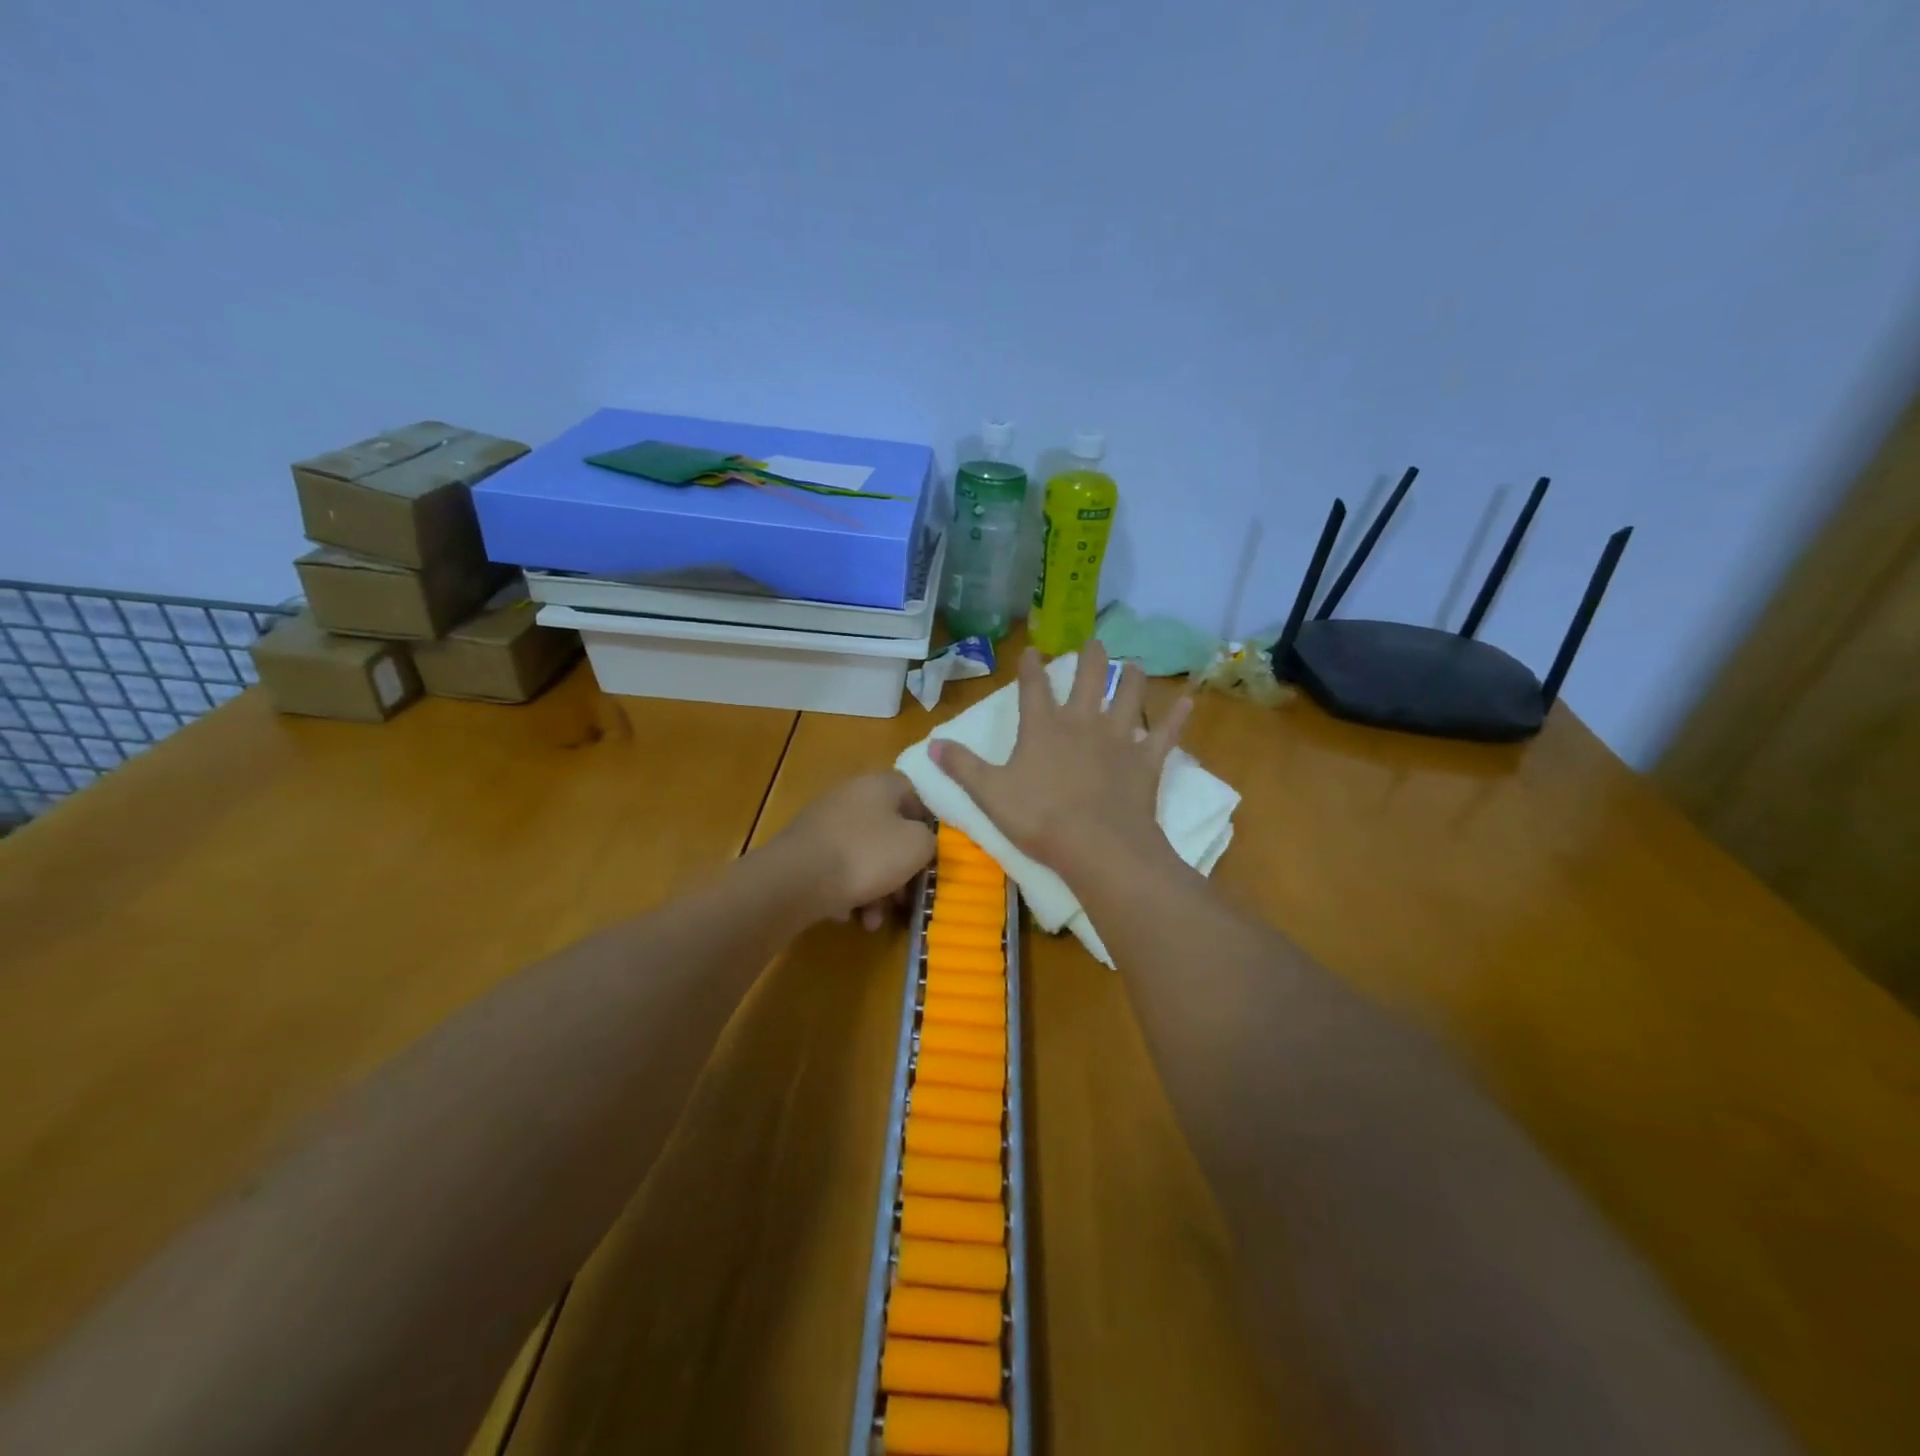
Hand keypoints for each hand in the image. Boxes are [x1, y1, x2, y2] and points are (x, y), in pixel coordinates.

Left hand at [773, 771, 936, 928]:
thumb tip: (921, 841)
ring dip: (875, 890)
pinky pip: (837, 870)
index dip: (927, 826)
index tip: (932, 856)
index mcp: (880, 784)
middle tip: (904, 900)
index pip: (914, 795)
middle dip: (900, 870)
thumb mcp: (917, 846)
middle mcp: (850, 795)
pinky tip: (848, 915)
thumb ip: (929, 840)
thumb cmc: (867, 855)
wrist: (796, 880)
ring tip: (873, 920)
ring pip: (863, 856)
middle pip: (888, 831)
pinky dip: (847, 892)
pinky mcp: (804, 850)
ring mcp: (823, 823)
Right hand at [932, 642, 1191, 882]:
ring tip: (1134, 664)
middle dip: (1090, 658)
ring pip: (1128, 697)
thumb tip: (930, 744)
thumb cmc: (1039, 819)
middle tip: (1094, 640)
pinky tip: (1187, 701)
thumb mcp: (990, 795)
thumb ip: (962, 767)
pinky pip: (1165, 733)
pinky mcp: (1146, 761)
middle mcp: (1082, 723)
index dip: (1030, 668)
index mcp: (1043, 729)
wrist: (1097, 846)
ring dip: (1131, 679)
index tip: (1031, 650)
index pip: (1033, 689)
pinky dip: (1177, 717)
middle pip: (1088, 680)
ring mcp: (1119, 739)